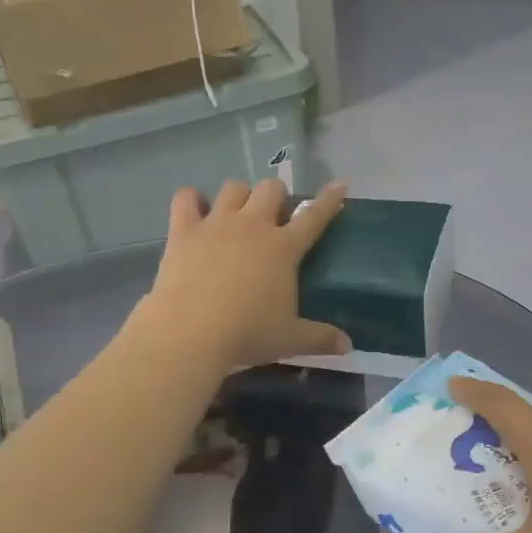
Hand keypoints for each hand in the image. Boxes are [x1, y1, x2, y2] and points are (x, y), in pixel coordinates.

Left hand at [140, 179, 352, 369]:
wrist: (191, 332)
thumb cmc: (247, 334)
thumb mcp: (290, 340)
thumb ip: (321, 338)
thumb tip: (348, 346)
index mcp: (283, 248)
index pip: (314, 216)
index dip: (329, 200)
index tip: (339, 186)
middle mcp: (252, 225)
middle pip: (270, 189)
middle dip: (276, 196)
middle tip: (274, 217)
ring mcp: (216, 224)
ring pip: (233, 187)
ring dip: (240, 196)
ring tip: (237, 214)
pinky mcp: (183, 231)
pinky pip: (186, 198)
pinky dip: (192, 199)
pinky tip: (195, 210)